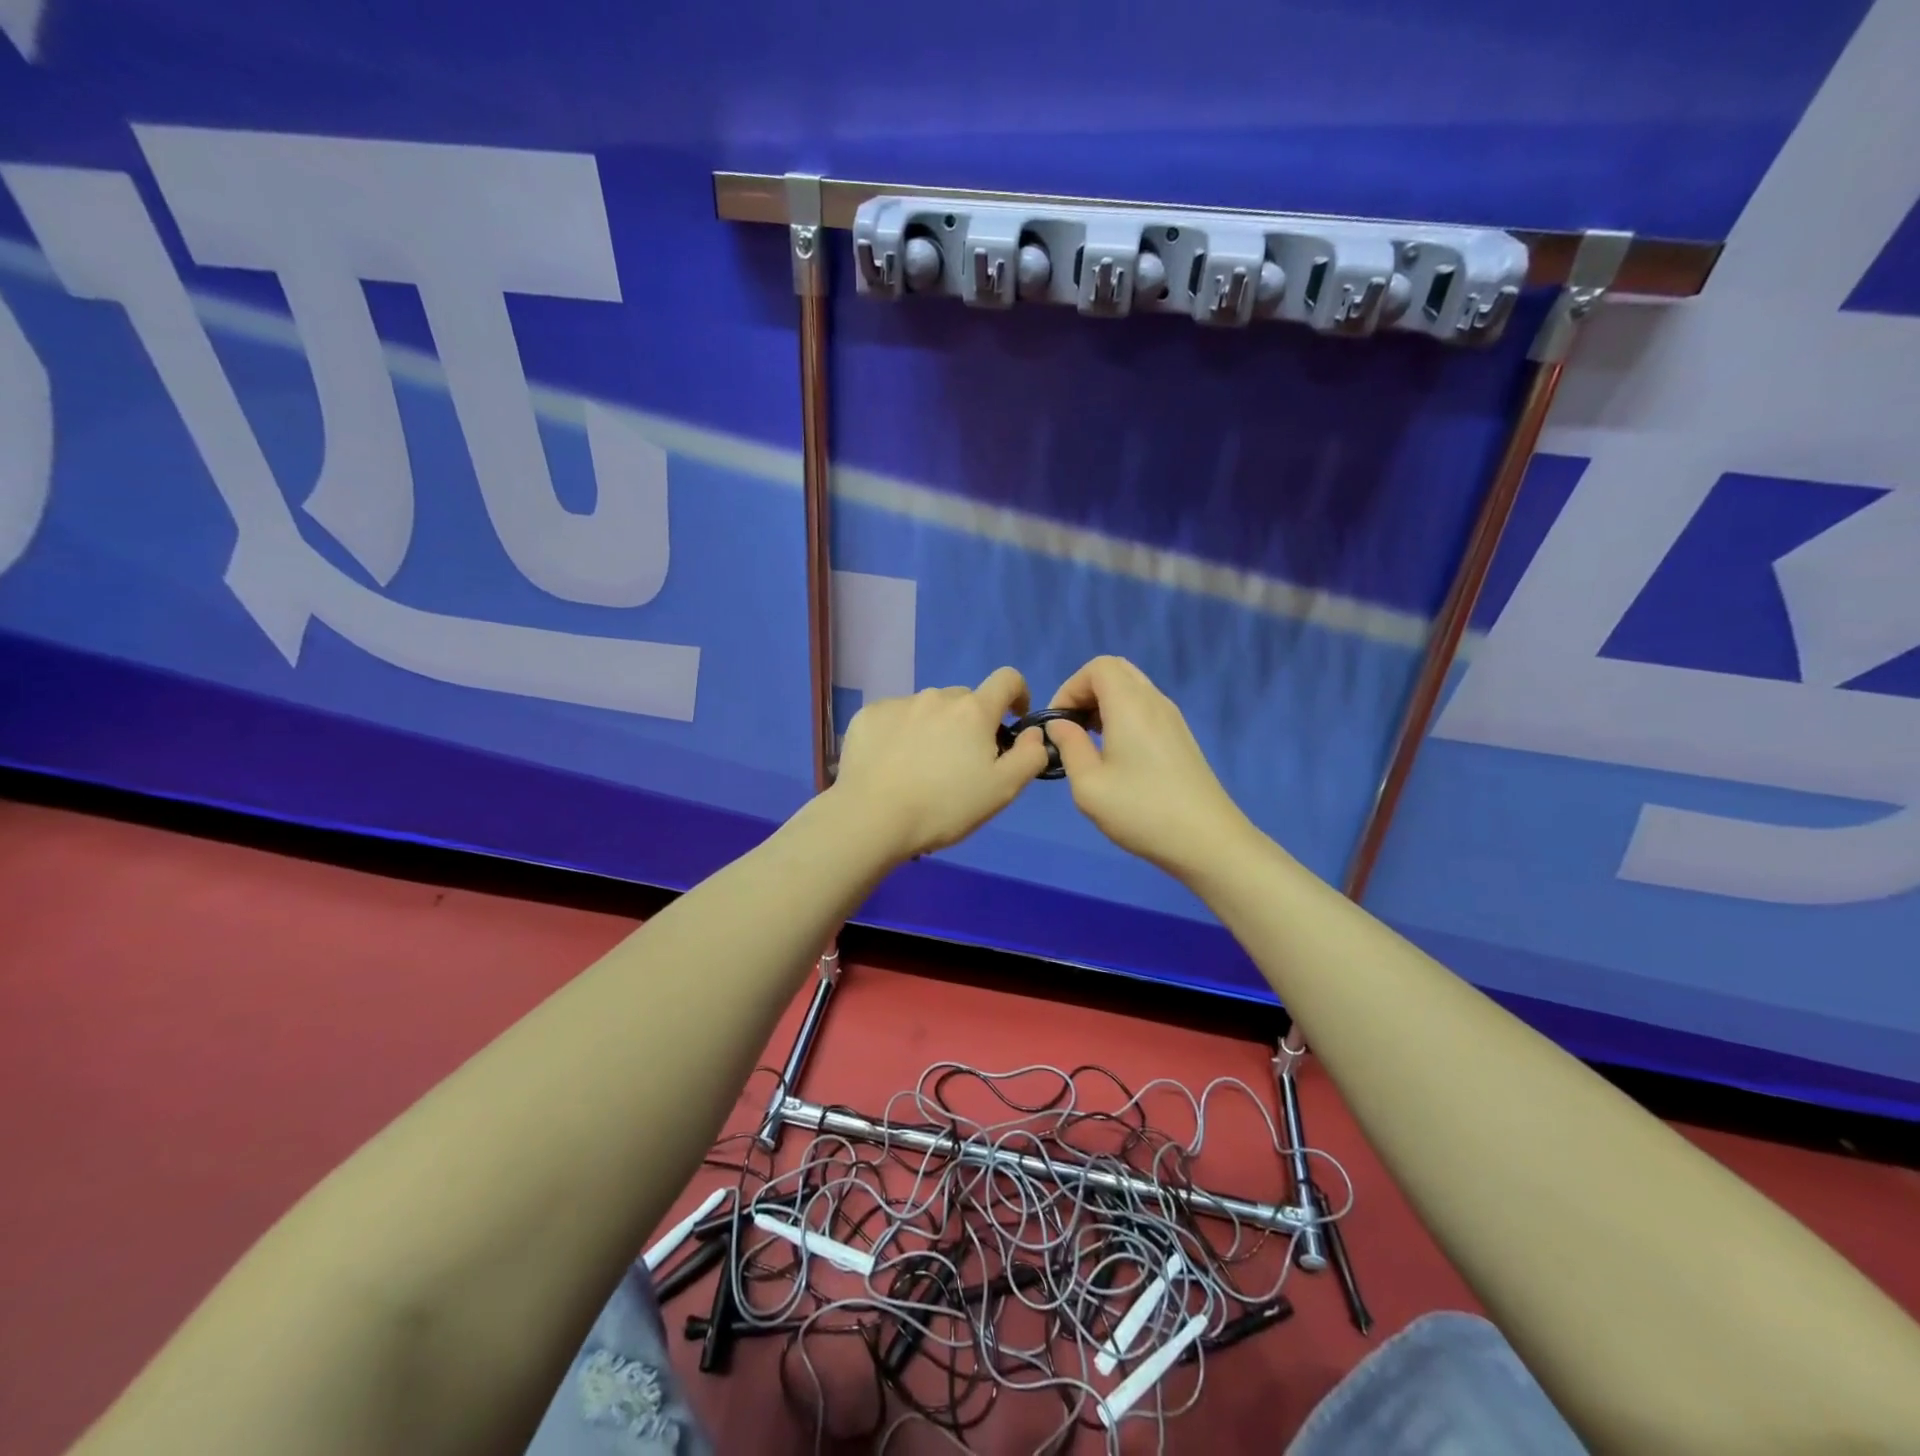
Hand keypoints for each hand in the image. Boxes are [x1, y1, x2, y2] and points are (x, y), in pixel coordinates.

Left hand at [830, 667, 1050, 860]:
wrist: (871, 818)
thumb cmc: (944, 807)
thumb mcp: (1002, 790)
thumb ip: (1029, 756)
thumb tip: (1033, 732)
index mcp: (974, 710)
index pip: (1007, 679)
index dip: (1018, 693)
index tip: (1014, 719)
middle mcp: (936, 697)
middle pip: (965, 700)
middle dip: (971, 722)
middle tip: (962, 762)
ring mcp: (899, 703)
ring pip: (928, 709)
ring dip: (935, 728)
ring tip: (922, 767)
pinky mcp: (868, 716)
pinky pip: (895, 717)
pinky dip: (901, 733)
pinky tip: (892, 764)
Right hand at [1044, 656, 1255, 879]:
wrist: (1207, 841)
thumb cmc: (1141, 811)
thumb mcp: (1089, 785)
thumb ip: (1069, 747)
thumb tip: (1059, 725)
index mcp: (1131, 705)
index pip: (1097, 667)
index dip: (1069, 687)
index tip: (1058, 723)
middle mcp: (1154, 701)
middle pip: (1116, 670)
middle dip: (1086, 691)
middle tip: (1072, 727)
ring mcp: (1173, 718)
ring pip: (1132, 689)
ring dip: (1104, 704)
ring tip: (1089, 742)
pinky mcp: (1181, 737)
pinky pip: (1146, 708)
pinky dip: (1123, 716)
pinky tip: (1115, 754)